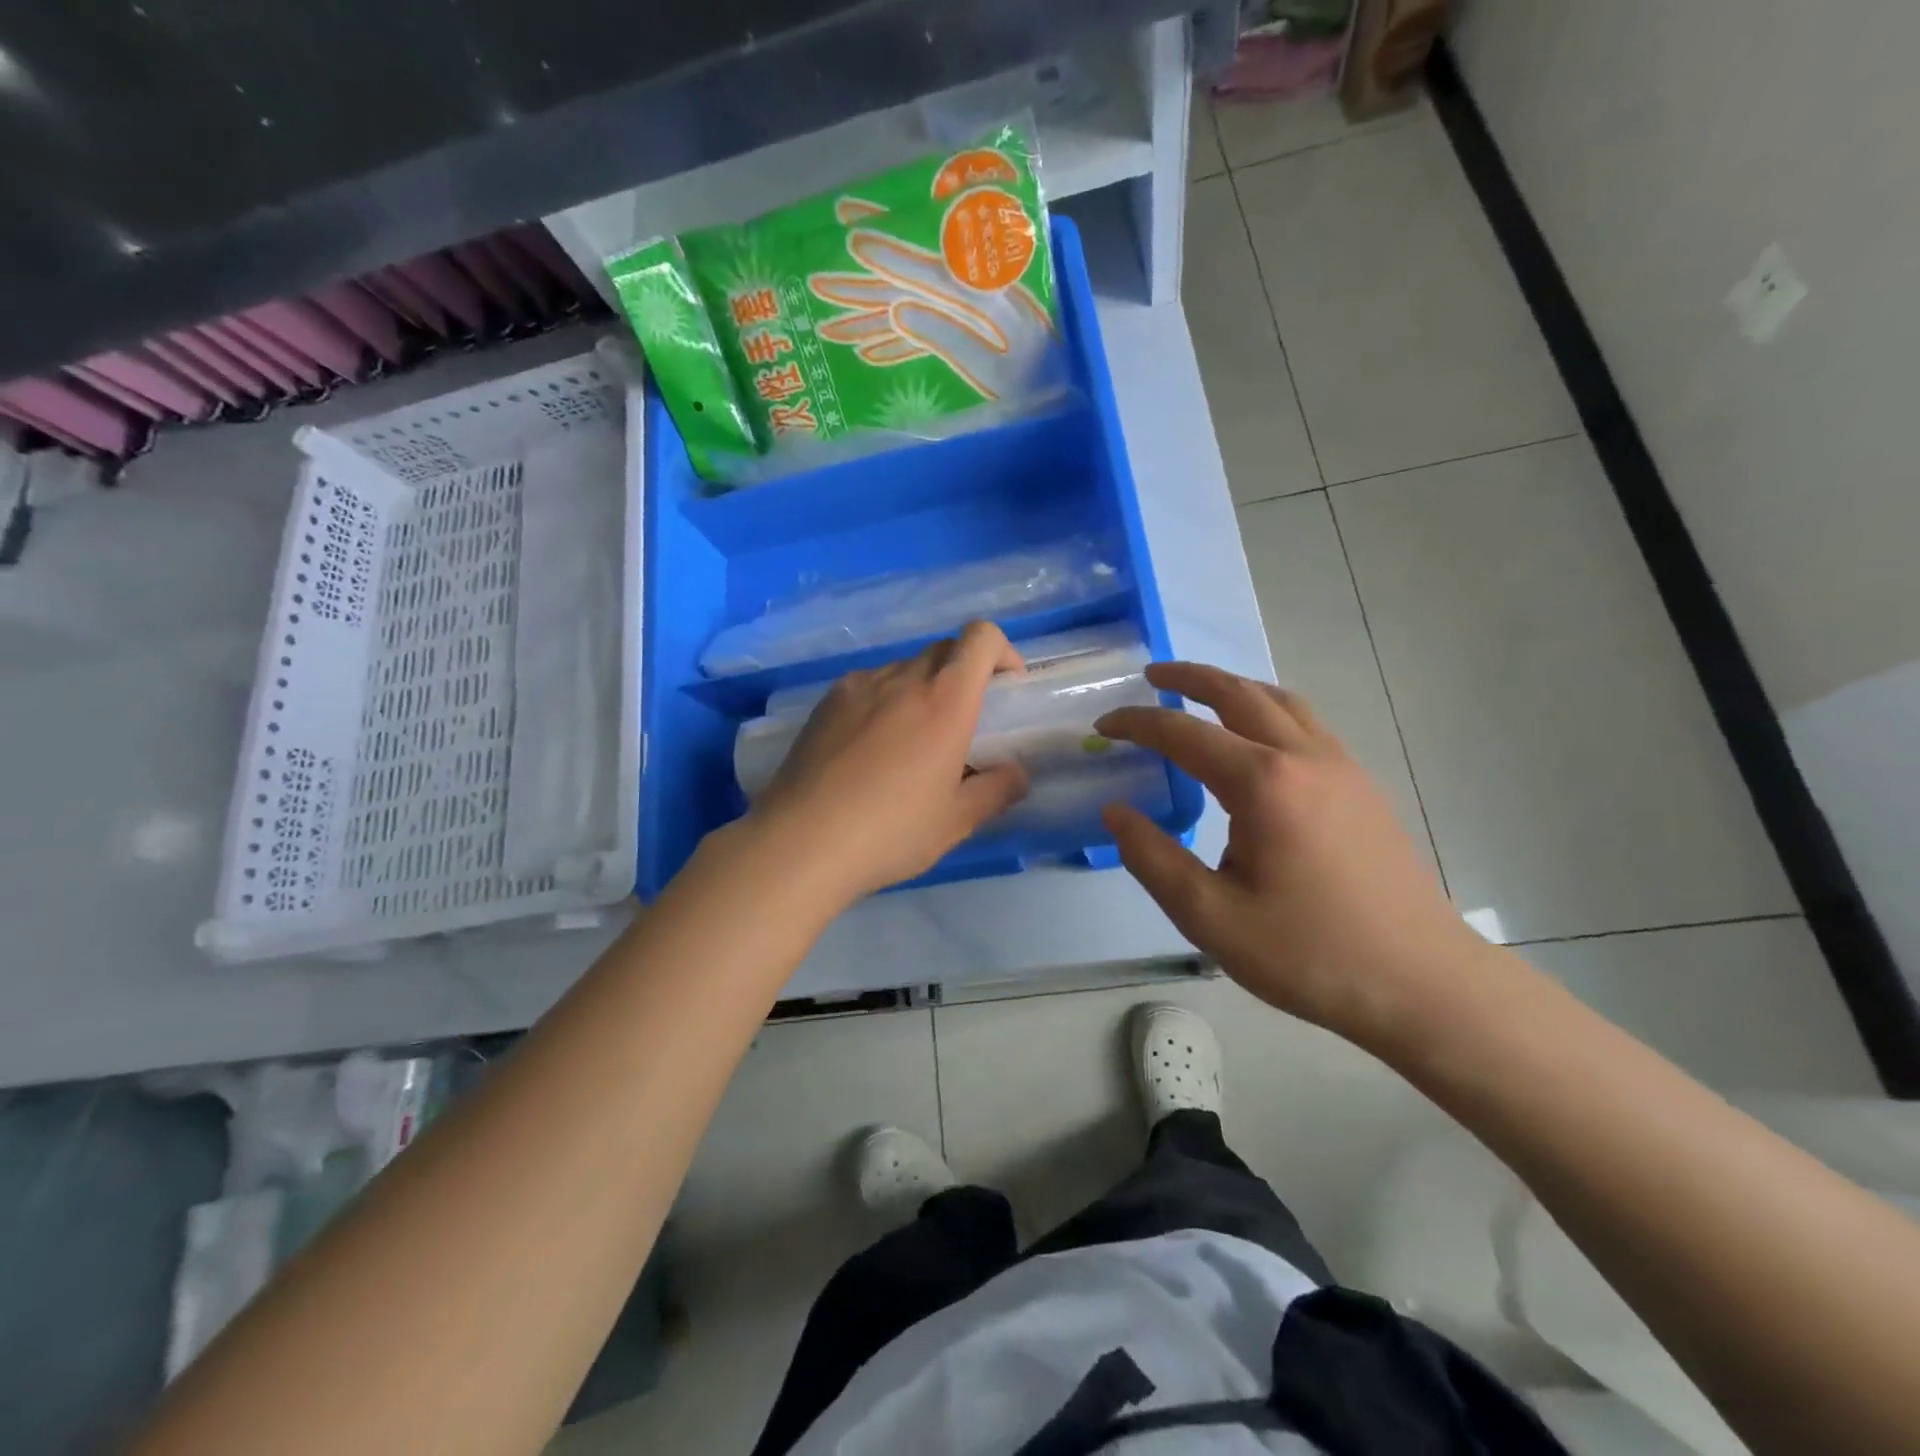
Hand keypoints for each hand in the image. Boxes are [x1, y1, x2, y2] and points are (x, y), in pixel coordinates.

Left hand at [747, 621, 1030, 901]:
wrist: (801, 843)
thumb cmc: (890, 832)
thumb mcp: (955, 822)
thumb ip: (996, 791)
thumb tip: (1016, 774)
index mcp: (945, 702)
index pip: (980, 637)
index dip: (1001, 651)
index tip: (1005, 689)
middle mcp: (902, 680)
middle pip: (944, 649)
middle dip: (963, 674)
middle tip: (962, 723)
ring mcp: (858, 687)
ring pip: (904, 668)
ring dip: (921, 689)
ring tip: (910, 742)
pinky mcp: (825, 703)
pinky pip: (868, 686)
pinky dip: (883, 701)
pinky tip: (869, 749)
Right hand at [1096, 662, 1486, 1048]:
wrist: (1421, 983)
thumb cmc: (1309, 954)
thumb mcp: (1210, 917)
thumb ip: (1152, 858)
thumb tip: (1115, 811)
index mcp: (1263, 784)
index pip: (1184, 733)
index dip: (1138, 723)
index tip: (1103, 725)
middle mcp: (1304, 758)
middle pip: (1239, 693)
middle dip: (1189, 678)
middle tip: (1151, 675)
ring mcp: (1342, 767)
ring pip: (1280, 701)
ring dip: (1233, 688)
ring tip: (1200, 694)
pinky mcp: (1362, 786)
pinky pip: (1306, 723)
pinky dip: (1268, 709)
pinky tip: (1257, 740)